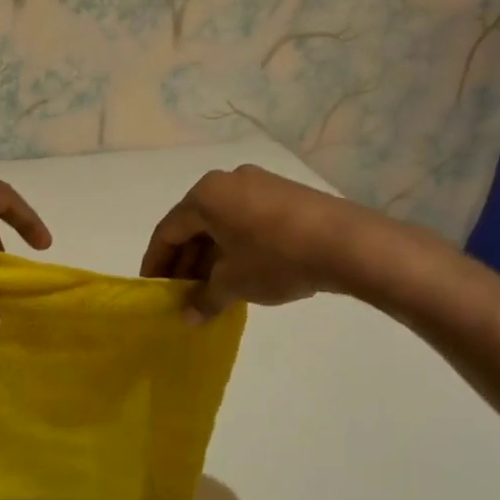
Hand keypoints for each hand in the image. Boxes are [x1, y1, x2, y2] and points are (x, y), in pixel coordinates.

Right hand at [140, 164, 352, 323]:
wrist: (346, 243)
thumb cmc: (275, 258)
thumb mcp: (233, 283)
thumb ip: (204, 299)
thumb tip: (188, 318)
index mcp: (206, 195)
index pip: (168, 230)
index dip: (156, 262)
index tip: (152, 288)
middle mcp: (228, 181)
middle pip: (195, 224)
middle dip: (185, 261)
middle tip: (181, 293)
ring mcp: (259, 184)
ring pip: (222, 223)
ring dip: (211, 256)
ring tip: (210, 289)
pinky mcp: (285, 195)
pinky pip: (246, 221)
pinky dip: (235, 246)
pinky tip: (240, 273)